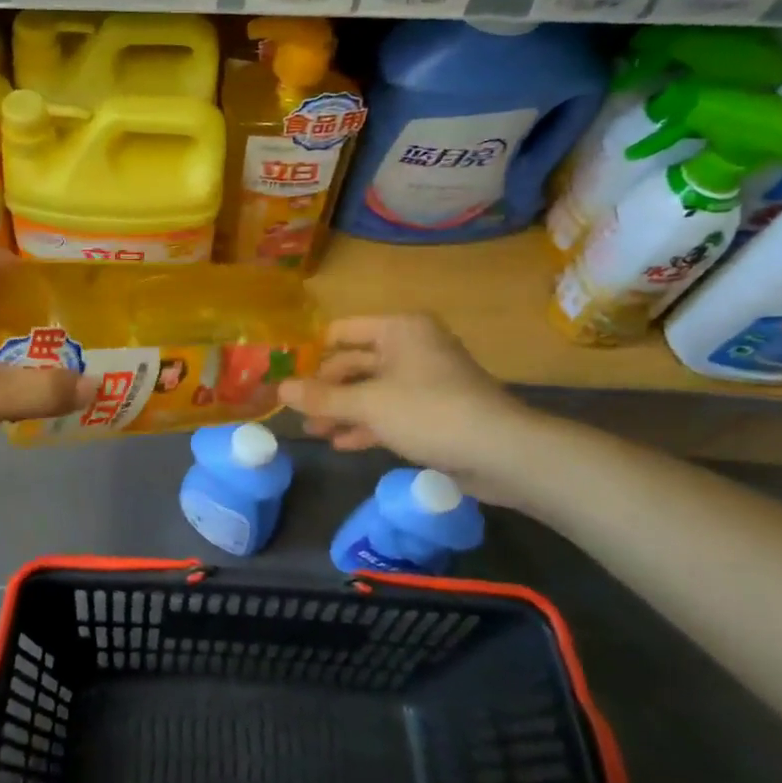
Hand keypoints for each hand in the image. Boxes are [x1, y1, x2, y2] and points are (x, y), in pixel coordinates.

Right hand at [278, 315, 545, 503]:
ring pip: (370, 390)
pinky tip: (340, 443)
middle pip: (355, 362)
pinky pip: (389, 412)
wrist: (502, 453)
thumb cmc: (430, 412)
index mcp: (399, 330)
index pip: (342, 331)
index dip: (312, 352)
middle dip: (325, 389)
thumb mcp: (368, 404)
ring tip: (312, 431)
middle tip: (295, 411)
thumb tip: (279, 388)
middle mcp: (411, 347)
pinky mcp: (433, 412)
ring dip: (342, 410)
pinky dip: (365, 425)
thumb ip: (322, 397)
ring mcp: (423, 381)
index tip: (285, 374)